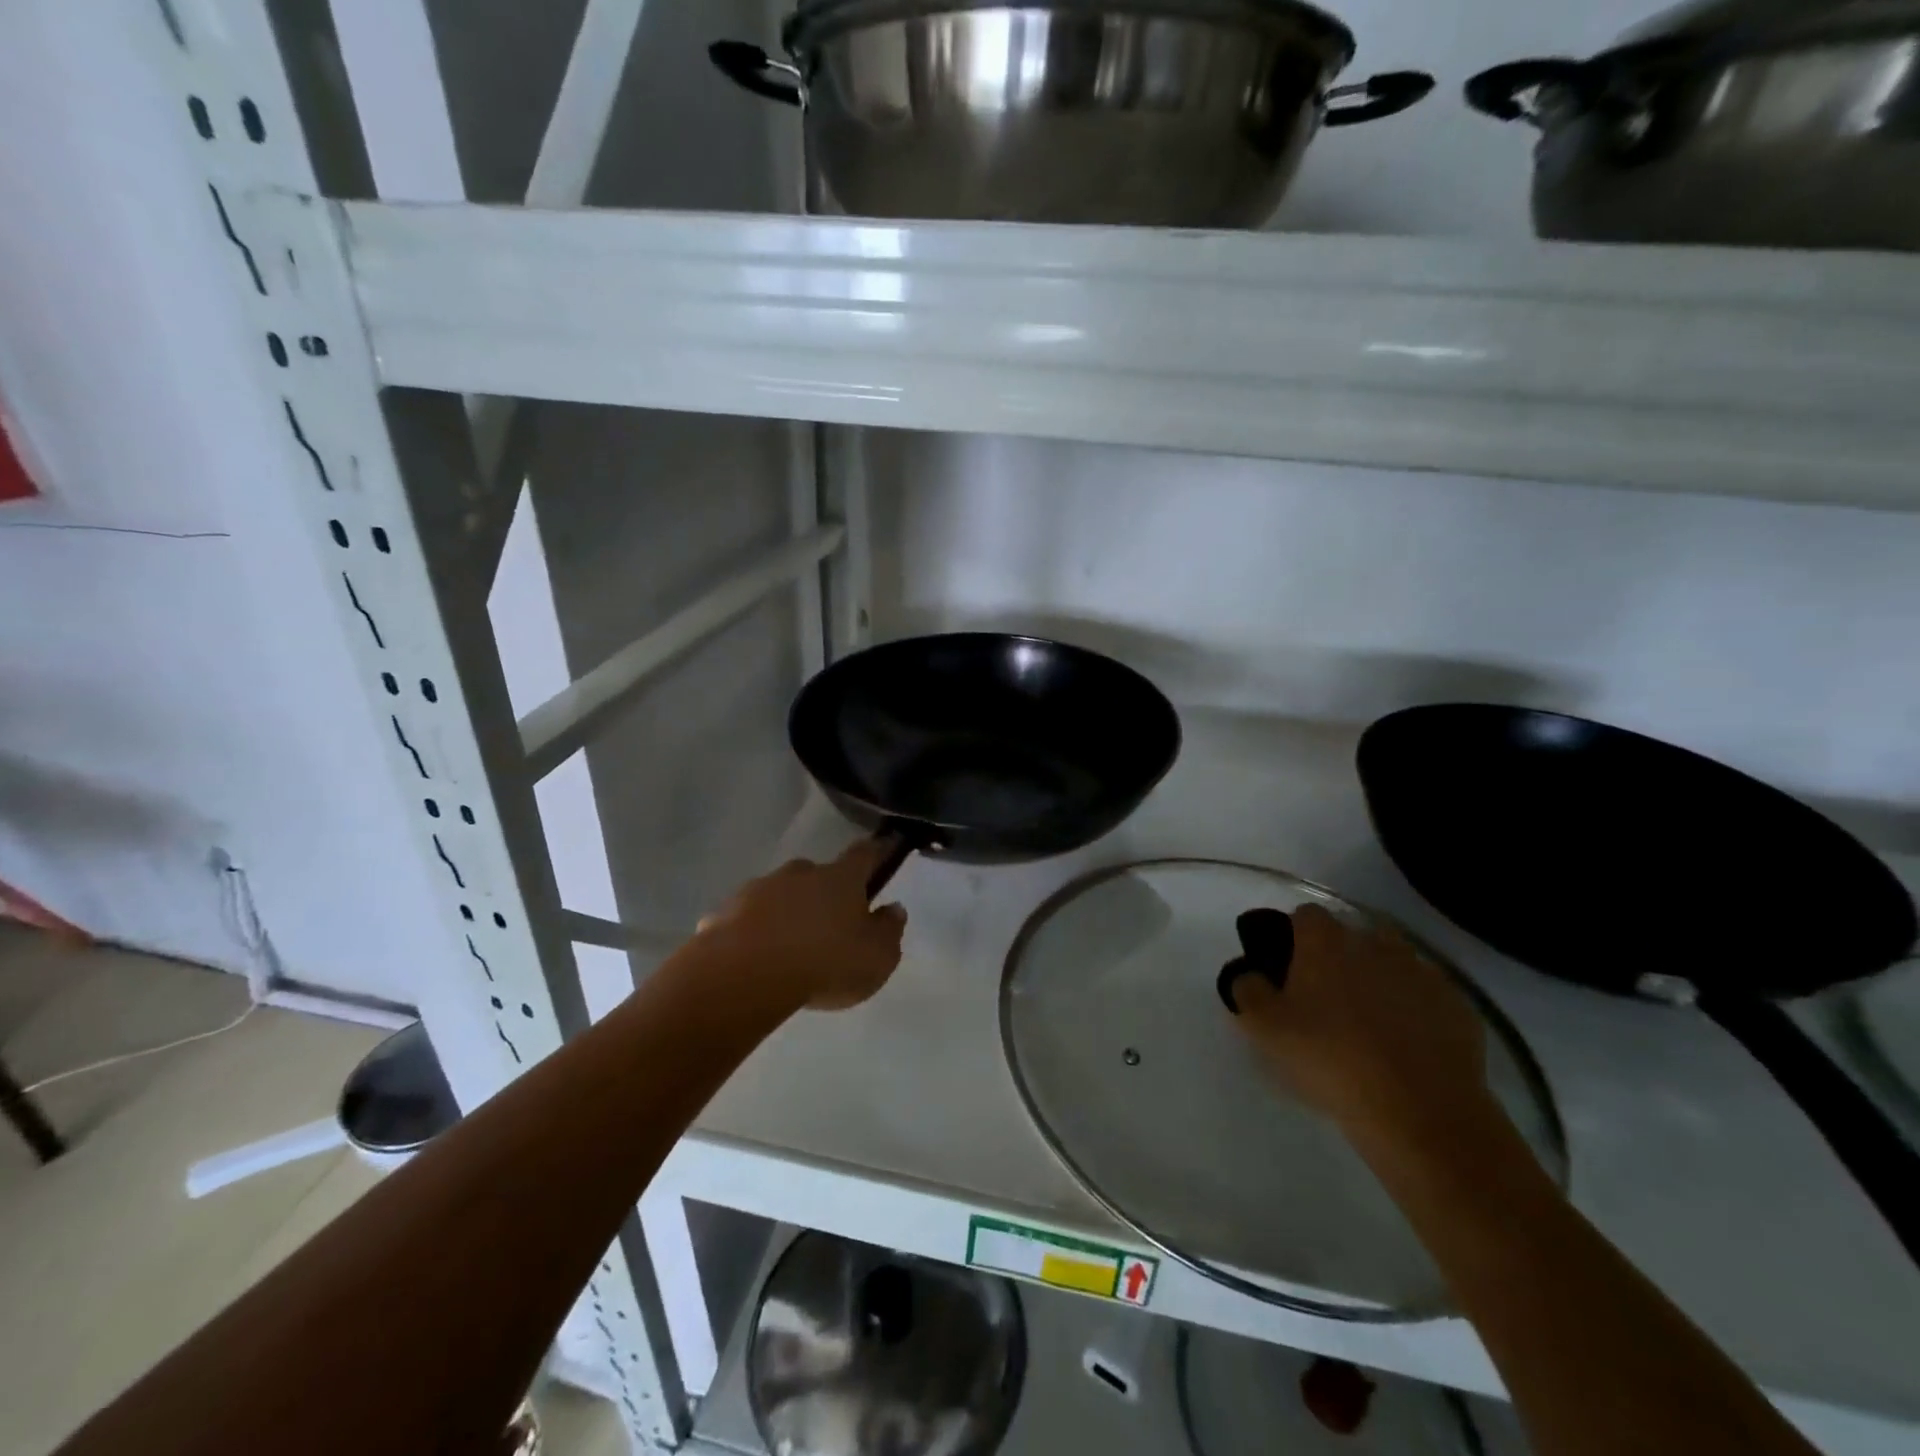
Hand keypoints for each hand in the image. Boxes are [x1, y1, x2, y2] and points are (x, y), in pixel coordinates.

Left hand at [695, 841, 908, 1010]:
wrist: (746, 974)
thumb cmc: (825, 963)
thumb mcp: (877, 957)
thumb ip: (889, 930)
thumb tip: (894, 908)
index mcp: (841, 878)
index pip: (864, 853)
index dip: (876, 852)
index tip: (883, 850)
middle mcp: (801, 873)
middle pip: (818, 874)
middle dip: (824, 891)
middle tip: (829, 922)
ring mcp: (760, 888)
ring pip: (780, 894)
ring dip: (787, 911)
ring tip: (789, 948)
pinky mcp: (726, 911)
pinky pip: (748, 918)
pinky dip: (754, 932)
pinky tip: (754, 960)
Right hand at [1233, 905, 1497, 1155]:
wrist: (1420, 1113)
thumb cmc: (1329, 1060)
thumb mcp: (1264, 1028)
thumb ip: (1247, 990)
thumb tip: (1249, 975)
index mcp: (1326, 942)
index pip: (1305, 915)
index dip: (1293, 935)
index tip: (1286, 967)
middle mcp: (1375, 944)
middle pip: (1352, 934)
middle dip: (1339, 955)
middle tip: (1326, 997)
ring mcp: (1422, 973)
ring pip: (1394, 962)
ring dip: (1380, 978)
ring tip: (1368, 1019)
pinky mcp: (1458, 1007)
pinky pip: (1427, 997)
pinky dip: (1415, 1009)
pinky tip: (1407, 1044)